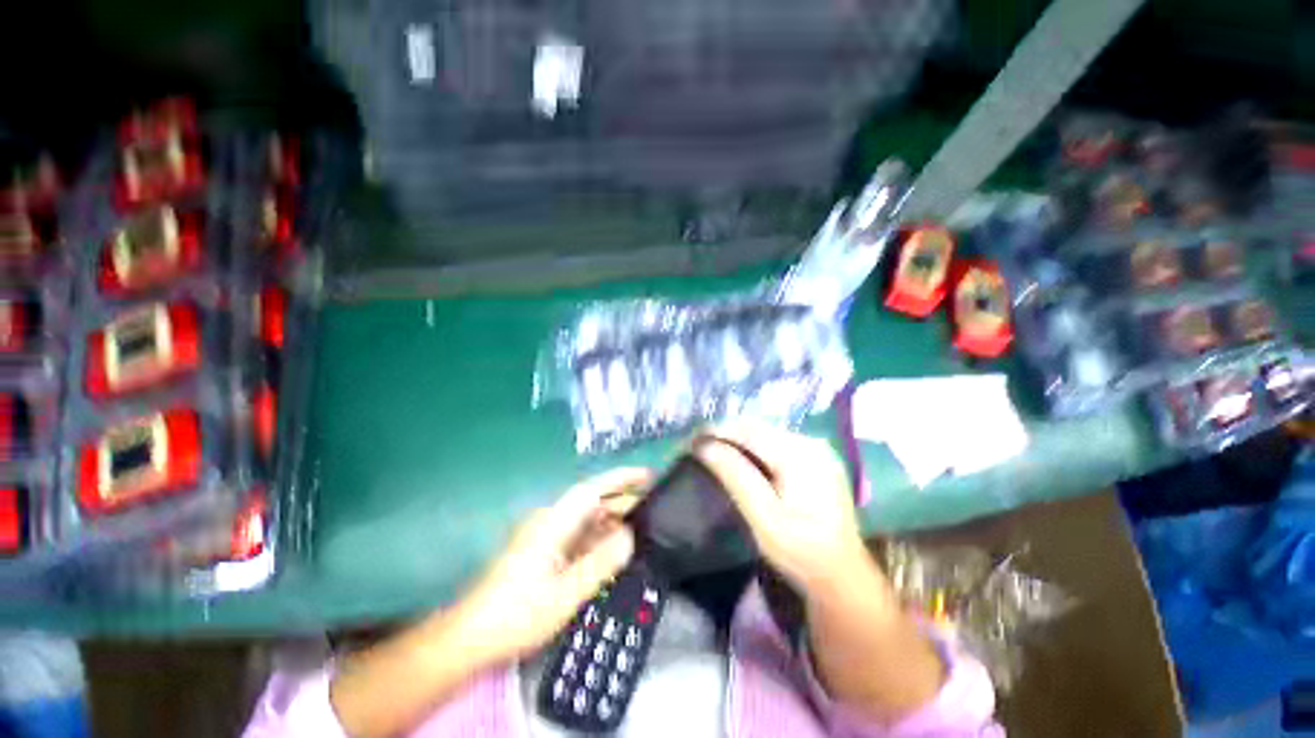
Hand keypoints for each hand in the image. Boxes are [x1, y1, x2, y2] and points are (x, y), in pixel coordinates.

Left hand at [447, 468, 648, 666]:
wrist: (471, 637)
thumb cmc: (518, 614)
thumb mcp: (567, 592)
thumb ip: (601, 561)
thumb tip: (629, 535)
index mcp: (554, 521)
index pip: (594, 489)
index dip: (622, 478)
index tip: (648, 475)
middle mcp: (551, 520)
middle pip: (592, 502)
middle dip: (622, 500)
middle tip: (654, 505)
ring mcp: (546, 536)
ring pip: (586, 519)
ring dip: (612, 520)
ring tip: (641, 527)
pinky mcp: (544, 551)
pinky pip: (579, 536)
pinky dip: (599, 538)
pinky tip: (613, 549)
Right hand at [694, 423, 872, 597]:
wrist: (843, 575)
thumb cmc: (802, 553)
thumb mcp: (764, 518)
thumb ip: (736, 477)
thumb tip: (703, 446)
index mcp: (800, 454)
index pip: (748, 430)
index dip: (715, 431)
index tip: (689, 440)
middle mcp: (810, 442)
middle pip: (756, 427)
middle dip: (724, 433)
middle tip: (696, 446)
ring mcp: (815, 448)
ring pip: (764, 433)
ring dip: (736, 439)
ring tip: (711, 450)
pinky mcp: (815, 458)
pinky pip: (775, 442)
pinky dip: (752, 447)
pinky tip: (739, 459)